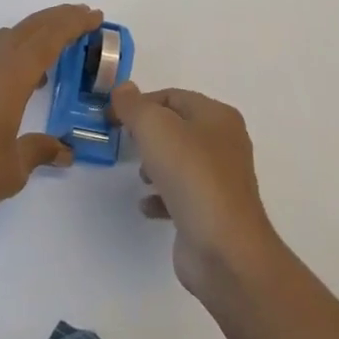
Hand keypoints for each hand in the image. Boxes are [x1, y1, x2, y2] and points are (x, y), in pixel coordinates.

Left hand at [0, 4, 98, 228]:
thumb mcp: (14, 169)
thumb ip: (40, 151)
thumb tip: (64, 151)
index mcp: (10, 76)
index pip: (49, 38)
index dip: (73, 24)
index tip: (93, 16)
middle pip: (27, 29)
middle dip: (56, 20)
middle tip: (80, 18)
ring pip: (1, 39)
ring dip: (27, 37)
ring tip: (44, 58)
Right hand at [110, 82, 282, 299]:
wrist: (224, 249)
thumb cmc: (191, 176)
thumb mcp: (155, 128)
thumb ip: (135, 106)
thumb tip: (123, 89)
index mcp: (218, 117)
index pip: (172, 97)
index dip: (140, 104)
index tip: (113, 119)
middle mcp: (224, 144)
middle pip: (177, 128)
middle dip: (149, 135)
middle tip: (128, 145)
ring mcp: (221, 180)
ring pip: (179, 161)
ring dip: (155, 165)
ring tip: (141, 177)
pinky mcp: (212, 212)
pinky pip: (181, 195)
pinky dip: (162, 196)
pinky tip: (147, 206)